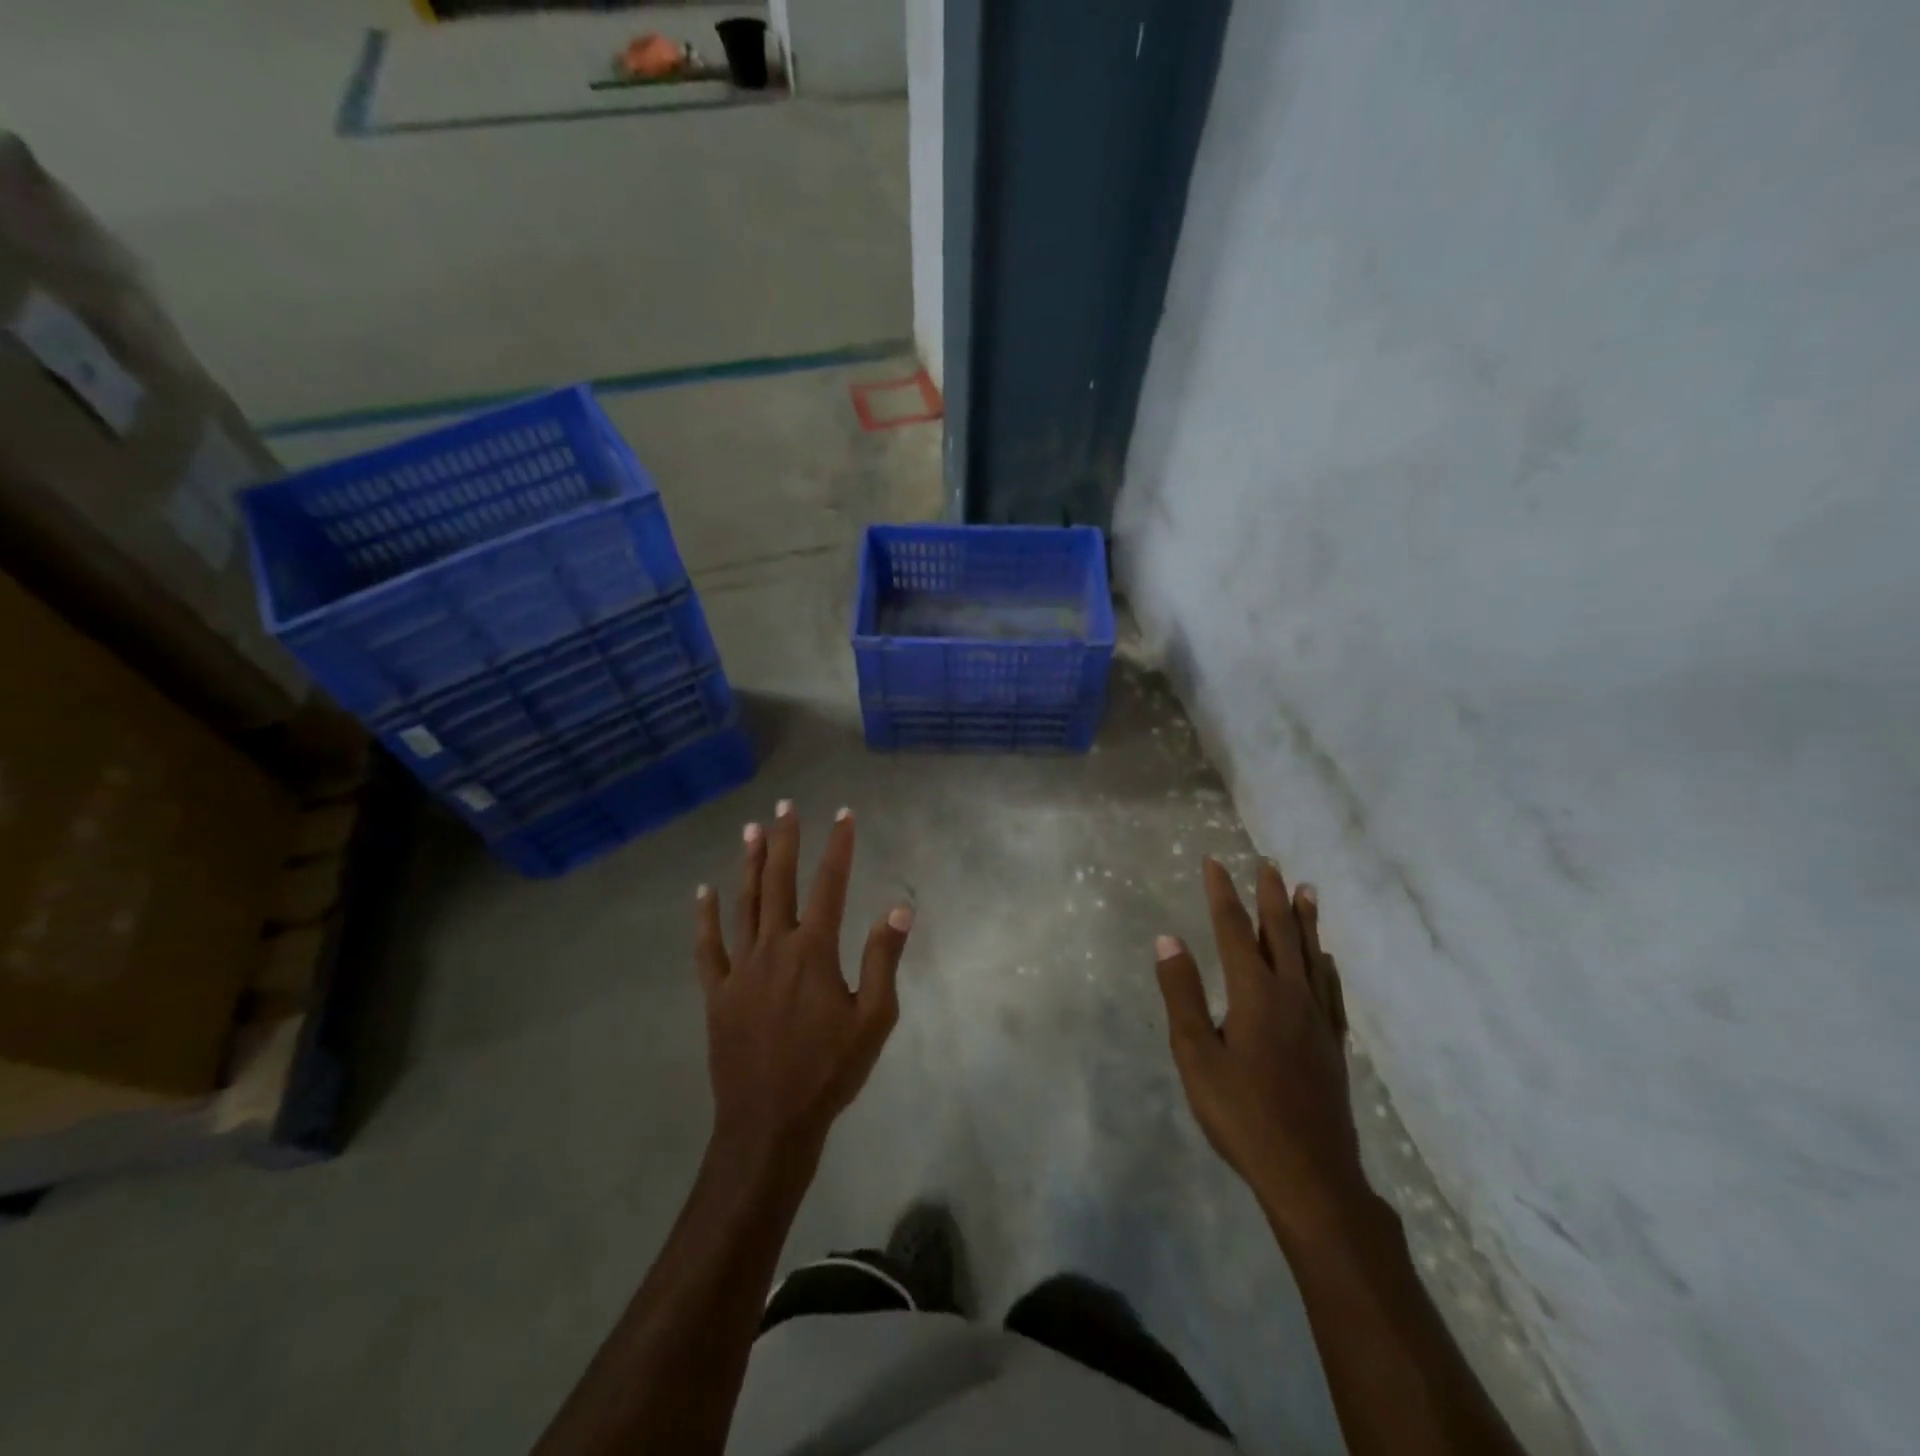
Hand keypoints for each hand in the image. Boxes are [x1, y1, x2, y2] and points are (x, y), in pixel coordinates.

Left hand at [694, 800, 912, 1174]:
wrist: (769, 1123)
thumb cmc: (829, 1071)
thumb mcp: (873, 1018)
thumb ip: (884, 959)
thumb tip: (899, 907)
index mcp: (813, 951)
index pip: (830, 885)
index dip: (838, 846)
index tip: (843, 814)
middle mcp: (774, 947)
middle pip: (780, 882)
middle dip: (785, 840)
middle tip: (784, 806)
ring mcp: (740, 968)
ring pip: (744, 903)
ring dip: (750, 864)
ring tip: (751, 830)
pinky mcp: (717, 993)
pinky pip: (708, 947)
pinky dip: (705, 917)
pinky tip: (703, 891)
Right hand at [1155, 858, 1367, 1246]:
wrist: (1310, 1175)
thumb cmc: (1242, 1115)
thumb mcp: (1196, 1056)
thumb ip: (1182, 995)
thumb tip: (1169, 940)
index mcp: (1255, 994)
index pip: (1235, 930)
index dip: (1223, 893)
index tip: (1214, 862)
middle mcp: (1291, 995)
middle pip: (1281, 933)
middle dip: (1271, 895)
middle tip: (1269, 863)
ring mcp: (1317, 1020)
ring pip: (1312, 956)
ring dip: (1306, 920)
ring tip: (1306, 891)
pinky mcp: (1333, 1045)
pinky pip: (1331, 990)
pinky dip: (1326, 965)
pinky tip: (1327, 960)